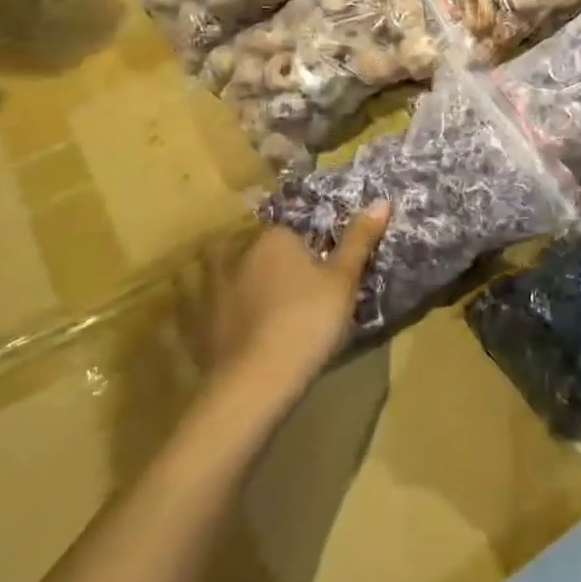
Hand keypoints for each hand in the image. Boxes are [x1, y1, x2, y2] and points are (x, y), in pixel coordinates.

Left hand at [194, 203, 390, 398]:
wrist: (257, 380)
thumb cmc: (308, 320)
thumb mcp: (344, 279)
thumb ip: (359, 240)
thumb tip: (381, 200)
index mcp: (274, 239)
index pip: (292, 229)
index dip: (307, 244)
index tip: (321, 264)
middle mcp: (239, 256)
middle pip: (257, 247)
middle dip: (269, 257)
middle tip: (293, 279)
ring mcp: (213, 291)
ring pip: (220, 271)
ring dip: (230, 274)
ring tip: (252, 292)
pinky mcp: (199, 325)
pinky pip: (200, 306)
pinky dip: (209, 308)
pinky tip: (221, 319)